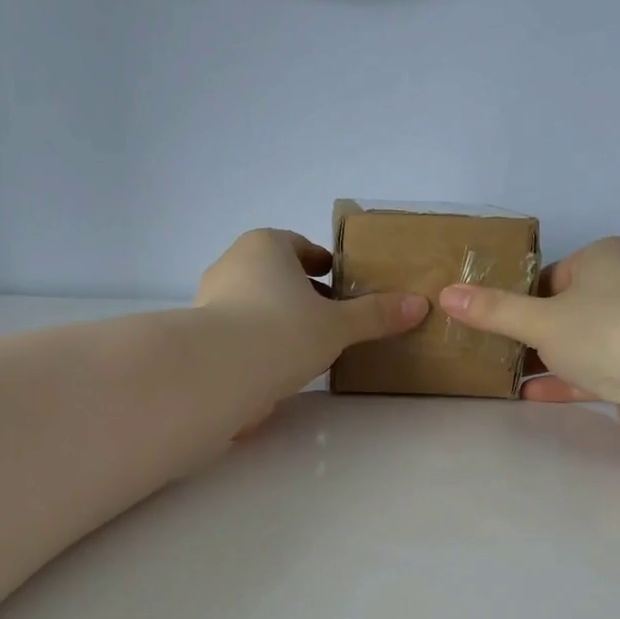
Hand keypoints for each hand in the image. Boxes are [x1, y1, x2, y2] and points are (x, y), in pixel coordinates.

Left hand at [197, 229, 427, 399]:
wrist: (218, 372)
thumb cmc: (283, 331)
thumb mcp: (338, 325)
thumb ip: (375, 315)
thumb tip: (419, 305)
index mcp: (266, 246)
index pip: (299, 246)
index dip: (322, 263)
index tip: (339, 282)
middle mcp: (232, 264)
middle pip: (274, 275)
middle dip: (299, 293)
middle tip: (328, 318)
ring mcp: (209, 300)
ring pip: (252, 304)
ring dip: (276, 320)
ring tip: (303, 348)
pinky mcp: (200, 337)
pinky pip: (236, 334)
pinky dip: (255, 344)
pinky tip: (273, 368)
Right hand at [437, 237, 619, 453]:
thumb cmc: (608, 332)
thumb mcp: (540, 319)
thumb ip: (493, 311)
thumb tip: (445, 294)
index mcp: (604, 260)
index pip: (549, 275)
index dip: (515, 297)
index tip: (484, 321)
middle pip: (561, 311)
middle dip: (525, 332)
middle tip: (482, 350)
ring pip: (575, 345)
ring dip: (541, 361)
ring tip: (495, 374)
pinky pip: (589, 373)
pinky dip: (560, 383)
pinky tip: (526, 395)